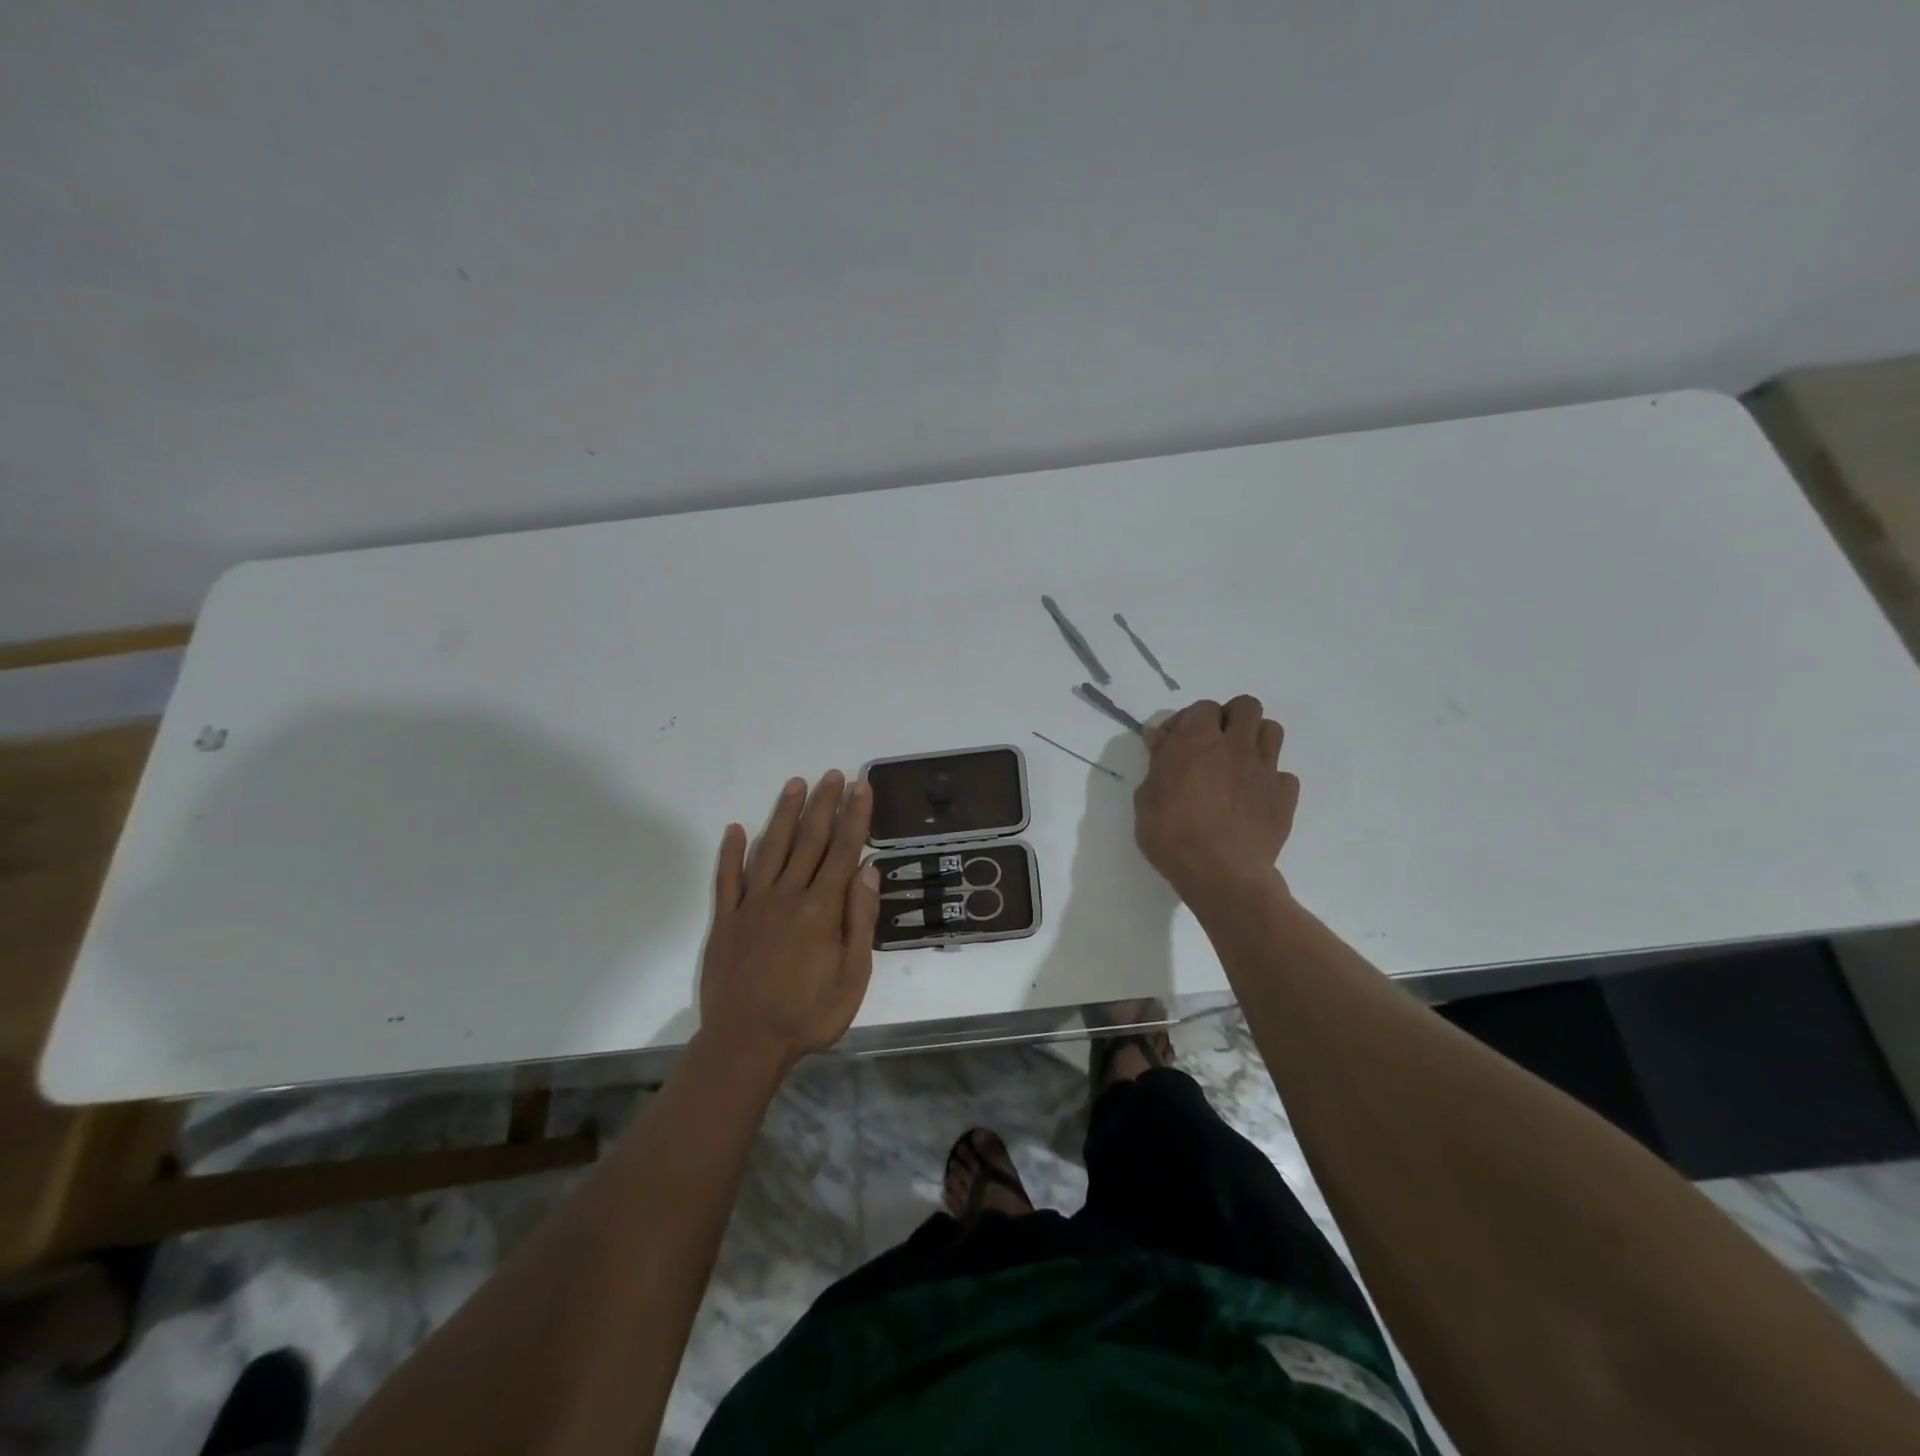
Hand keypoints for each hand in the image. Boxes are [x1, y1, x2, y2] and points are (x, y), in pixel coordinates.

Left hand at [699, 771, 880, 1074]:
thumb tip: (868, 869)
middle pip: (809, 840)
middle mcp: (787, 895)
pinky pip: (728, 878)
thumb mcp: (853, 976)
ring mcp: (753, 905)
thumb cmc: (809, 1014)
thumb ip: (860, 919)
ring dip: (785, 814)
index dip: (855, 816)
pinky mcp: (726, 920)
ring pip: (771, 848)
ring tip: (796, 784)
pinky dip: (731, 852)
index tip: (862, 786)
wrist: (746, 1043)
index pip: (843, 850)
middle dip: (824, 804)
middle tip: (833, 774)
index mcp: (821, 908)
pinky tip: (736, 829)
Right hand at [1134, 695, 1298, 905]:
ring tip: (1238, 764)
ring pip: (1272, 730)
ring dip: (1255, 740)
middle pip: (1246, 706)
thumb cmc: (1171, 835)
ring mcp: (1264, 769)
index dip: (1188, 722)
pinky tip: (1254, 799)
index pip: (1202, 707)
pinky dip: (1270, 782)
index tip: (1174, 744)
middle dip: (1230, 718)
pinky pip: (1283, 775)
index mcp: (1196, 740)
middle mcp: (1234, 745)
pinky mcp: (1284, 796)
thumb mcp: (1145, 798)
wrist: (1220, 874)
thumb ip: (1157, 764)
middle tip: (1213, 745)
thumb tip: (1161, 740)